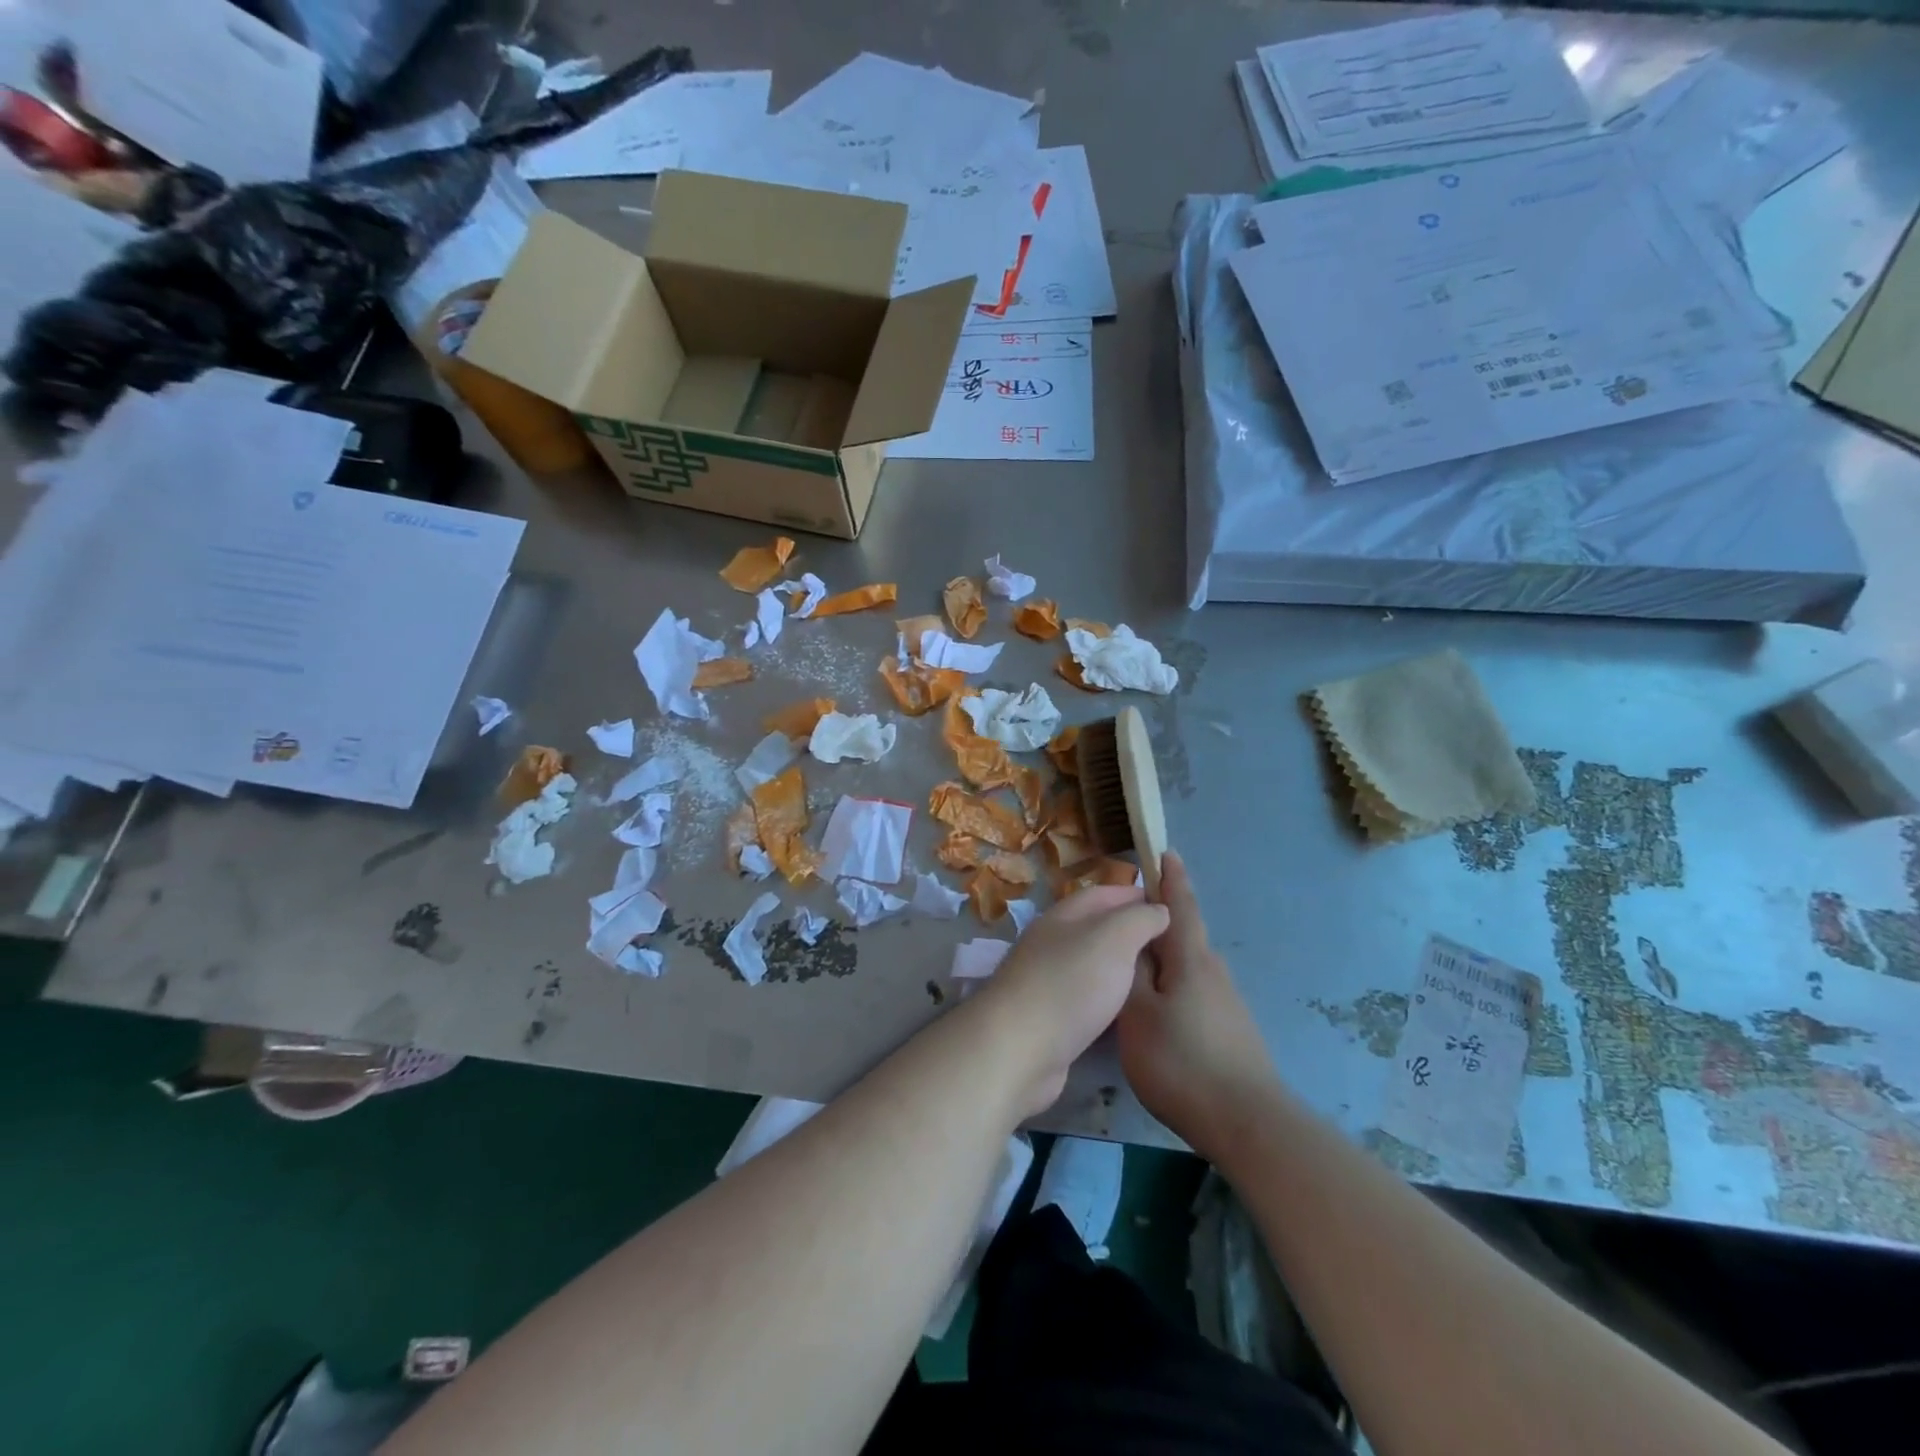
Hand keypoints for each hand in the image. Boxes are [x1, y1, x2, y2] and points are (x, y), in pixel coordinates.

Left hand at [973, 885, 1168, 1116]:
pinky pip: (1087, 998)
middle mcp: (1052, 943)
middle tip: (1172, 946)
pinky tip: (1130, 1011)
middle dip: (1132, 932)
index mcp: (1063, 916)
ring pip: (1092, 964)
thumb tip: (1159, 909)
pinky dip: (1109, 998)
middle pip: (1097, 929)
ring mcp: (1047, 980)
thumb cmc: (1070, 984)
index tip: (1171, 905)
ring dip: (1122, 967)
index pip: (1103, 894)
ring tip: (1159, 977)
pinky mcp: (1049, 1018)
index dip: (1135, 895)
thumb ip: (1140, 919)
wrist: (1018, 1048)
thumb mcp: (1114, 938)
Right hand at [1117, 851, 1279, 1161]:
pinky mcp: (1232, 1029)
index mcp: (1191, 959)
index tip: (1164, 852)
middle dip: (1157, 925)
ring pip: (1187, 968)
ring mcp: (1227, 1002)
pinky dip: (1173, 988)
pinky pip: (1194, 992)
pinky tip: (1157, 1012)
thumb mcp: (1137, 1014)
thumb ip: (1132, 973)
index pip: (1180, 905)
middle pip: (1182, 937)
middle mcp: (1214, 971)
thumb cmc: (1181, 1060)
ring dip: (1163, 961)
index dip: (1170, 878)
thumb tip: (1133, 943)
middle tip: (1123, 924)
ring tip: (1132, 970)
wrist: (1247, 1122)